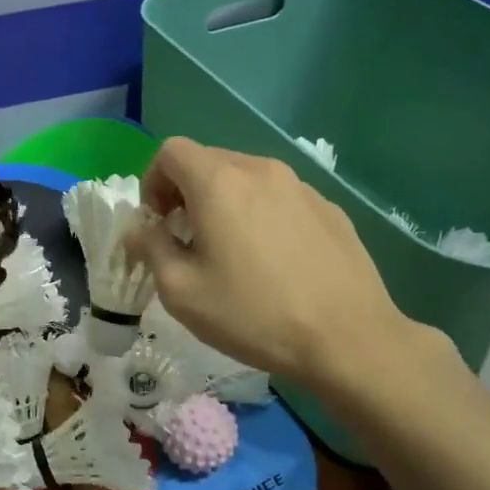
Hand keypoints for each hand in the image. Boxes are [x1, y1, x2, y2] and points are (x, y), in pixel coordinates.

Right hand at [127, 138, 428, 398]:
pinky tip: (273, 261)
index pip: (170, 151)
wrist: (348, 338)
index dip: (152, 181)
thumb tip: (140, 230)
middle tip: (187, 239)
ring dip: (224, 202)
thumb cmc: (253, 314)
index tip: (158, 223)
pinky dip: (261, 214)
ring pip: (246, 178)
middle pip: (208, 160)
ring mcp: (300, 186)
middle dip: (185, 192)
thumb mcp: (181, 291)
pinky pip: (279, 197)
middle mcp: (260, 170)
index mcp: (219, 183)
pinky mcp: (328, 208)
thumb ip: (150, 248)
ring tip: (231, 251)